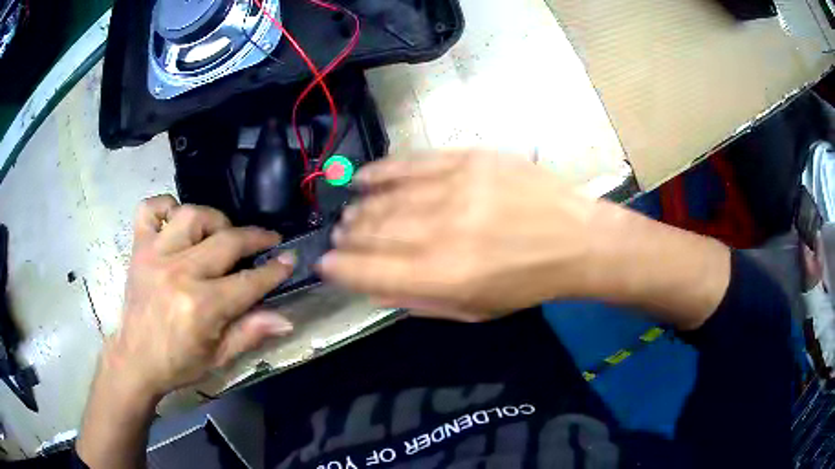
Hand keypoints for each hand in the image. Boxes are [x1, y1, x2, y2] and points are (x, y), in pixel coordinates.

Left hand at [106, 195, 294, 397]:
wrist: (135, 361)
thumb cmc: (178, 363)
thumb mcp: (218, 358)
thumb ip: (250, 333)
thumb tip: (285, 318)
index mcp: (202, 306)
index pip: (248, 280)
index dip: (274, 270)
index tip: (289, 259)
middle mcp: (180, 272)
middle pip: (227, 241)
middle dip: (256, 238)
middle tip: (268, 240)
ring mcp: (156, 255)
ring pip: (192, 215)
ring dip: (214, 220)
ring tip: (222, 233)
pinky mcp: (139, 248)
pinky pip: (150, 209)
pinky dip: (165, 206)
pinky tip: (176, 219)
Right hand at [318, 151, 608, 320]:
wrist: (575, 239)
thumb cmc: (526, 284)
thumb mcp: (474, 311)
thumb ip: (420, 300)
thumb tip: (372, 286)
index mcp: (444, 276)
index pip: (371, 271)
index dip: (341, 268)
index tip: (325, 264)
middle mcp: (443, 232)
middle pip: (375, 231)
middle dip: (350, 237)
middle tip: (340, 238)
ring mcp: (456, 189)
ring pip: (388, 198)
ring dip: (361, 209)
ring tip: (350, 215)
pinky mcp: (469, 159)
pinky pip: (413, 163)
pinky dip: (382, 171)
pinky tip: (363, 178)